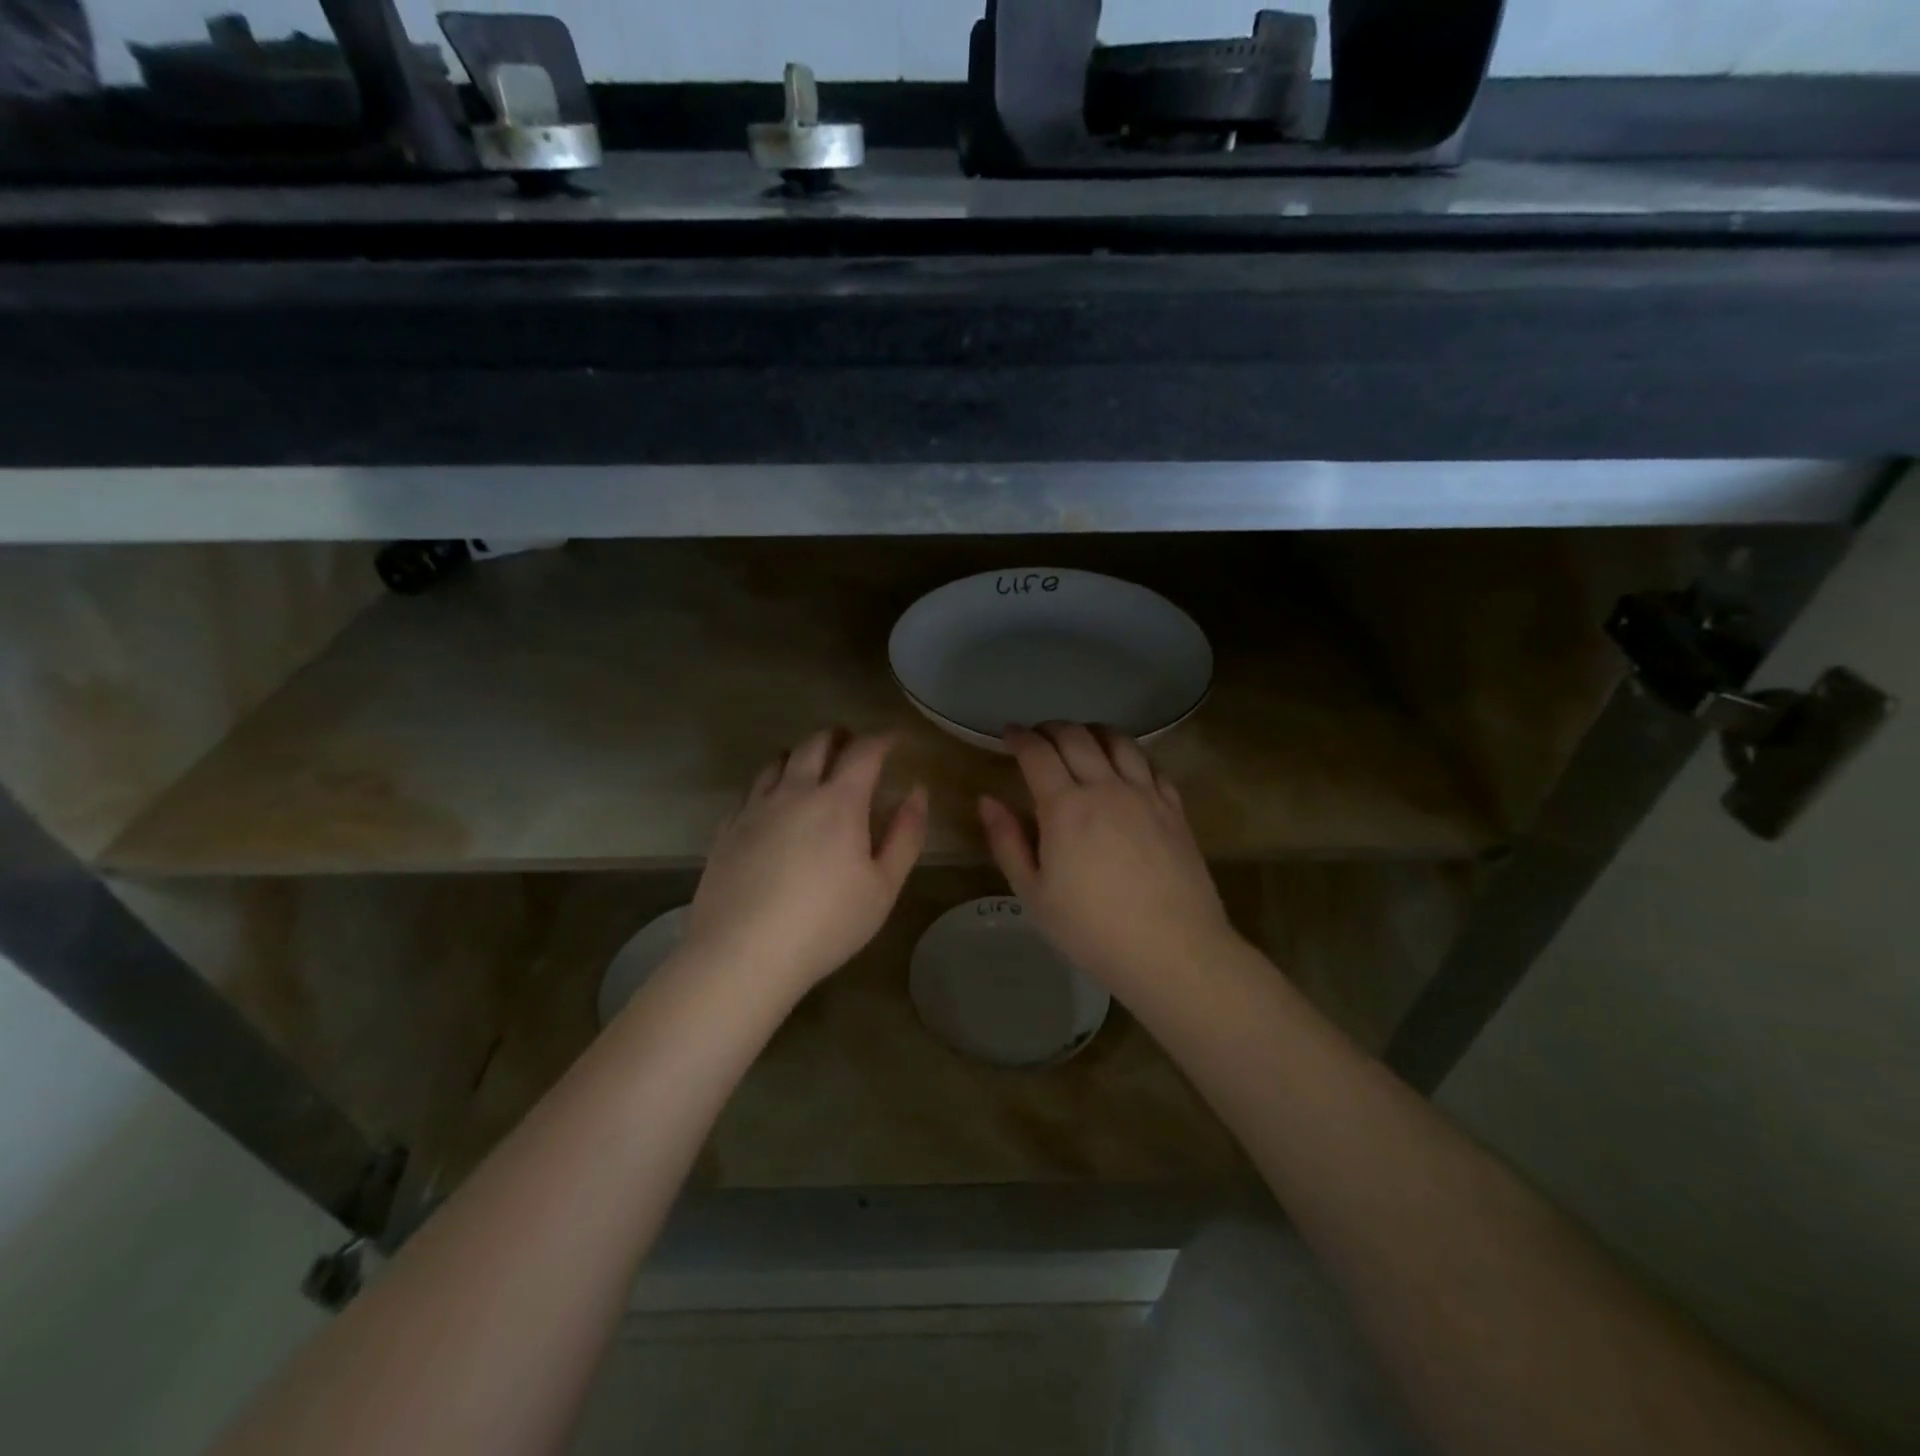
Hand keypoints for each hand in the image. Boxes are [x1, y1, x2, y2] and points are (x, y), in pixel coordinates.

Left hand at [683, 729, 927, 994]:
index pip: (864, 751)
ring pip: (778, 760)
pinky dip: (769, 782)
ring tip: (811, 766)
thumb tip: (917, 792)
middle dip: (839, 737)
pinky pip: (750, 790)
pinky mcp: (728, 828)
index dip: (883, 739)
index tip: (894, 740)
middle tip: (852, 744)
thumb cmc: (826, 923)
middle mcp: (795, 791)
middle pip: (816, 744)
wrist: (742, 954)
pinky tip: (772, 803)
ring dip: (800, 754)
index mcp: (839, 801)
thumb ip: (906, 835)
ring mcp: (755, 807)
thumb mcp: (884, 886)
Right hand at [979, 723, 1237, 991]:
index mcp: (1065, 807)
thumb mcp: (1034, 894)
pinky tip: (1125, 768)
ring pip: (1118, 741)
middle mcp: (1106, 787)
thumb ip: (1007, 842)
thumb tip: (987, 800)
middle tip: (1038, 736)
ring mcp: (1145, 794)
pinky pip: (1150, 765)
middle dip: (1051, 729)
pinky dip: (1130, 755)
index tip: (1008, 734)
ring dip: (1092, 732)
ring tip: (1081, 740)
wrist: (1173, 950)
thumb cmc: (1092, 929)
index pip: (1037, 753)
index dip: (1019, 737)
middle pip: (1076, 737)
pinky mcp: (1174, 808)